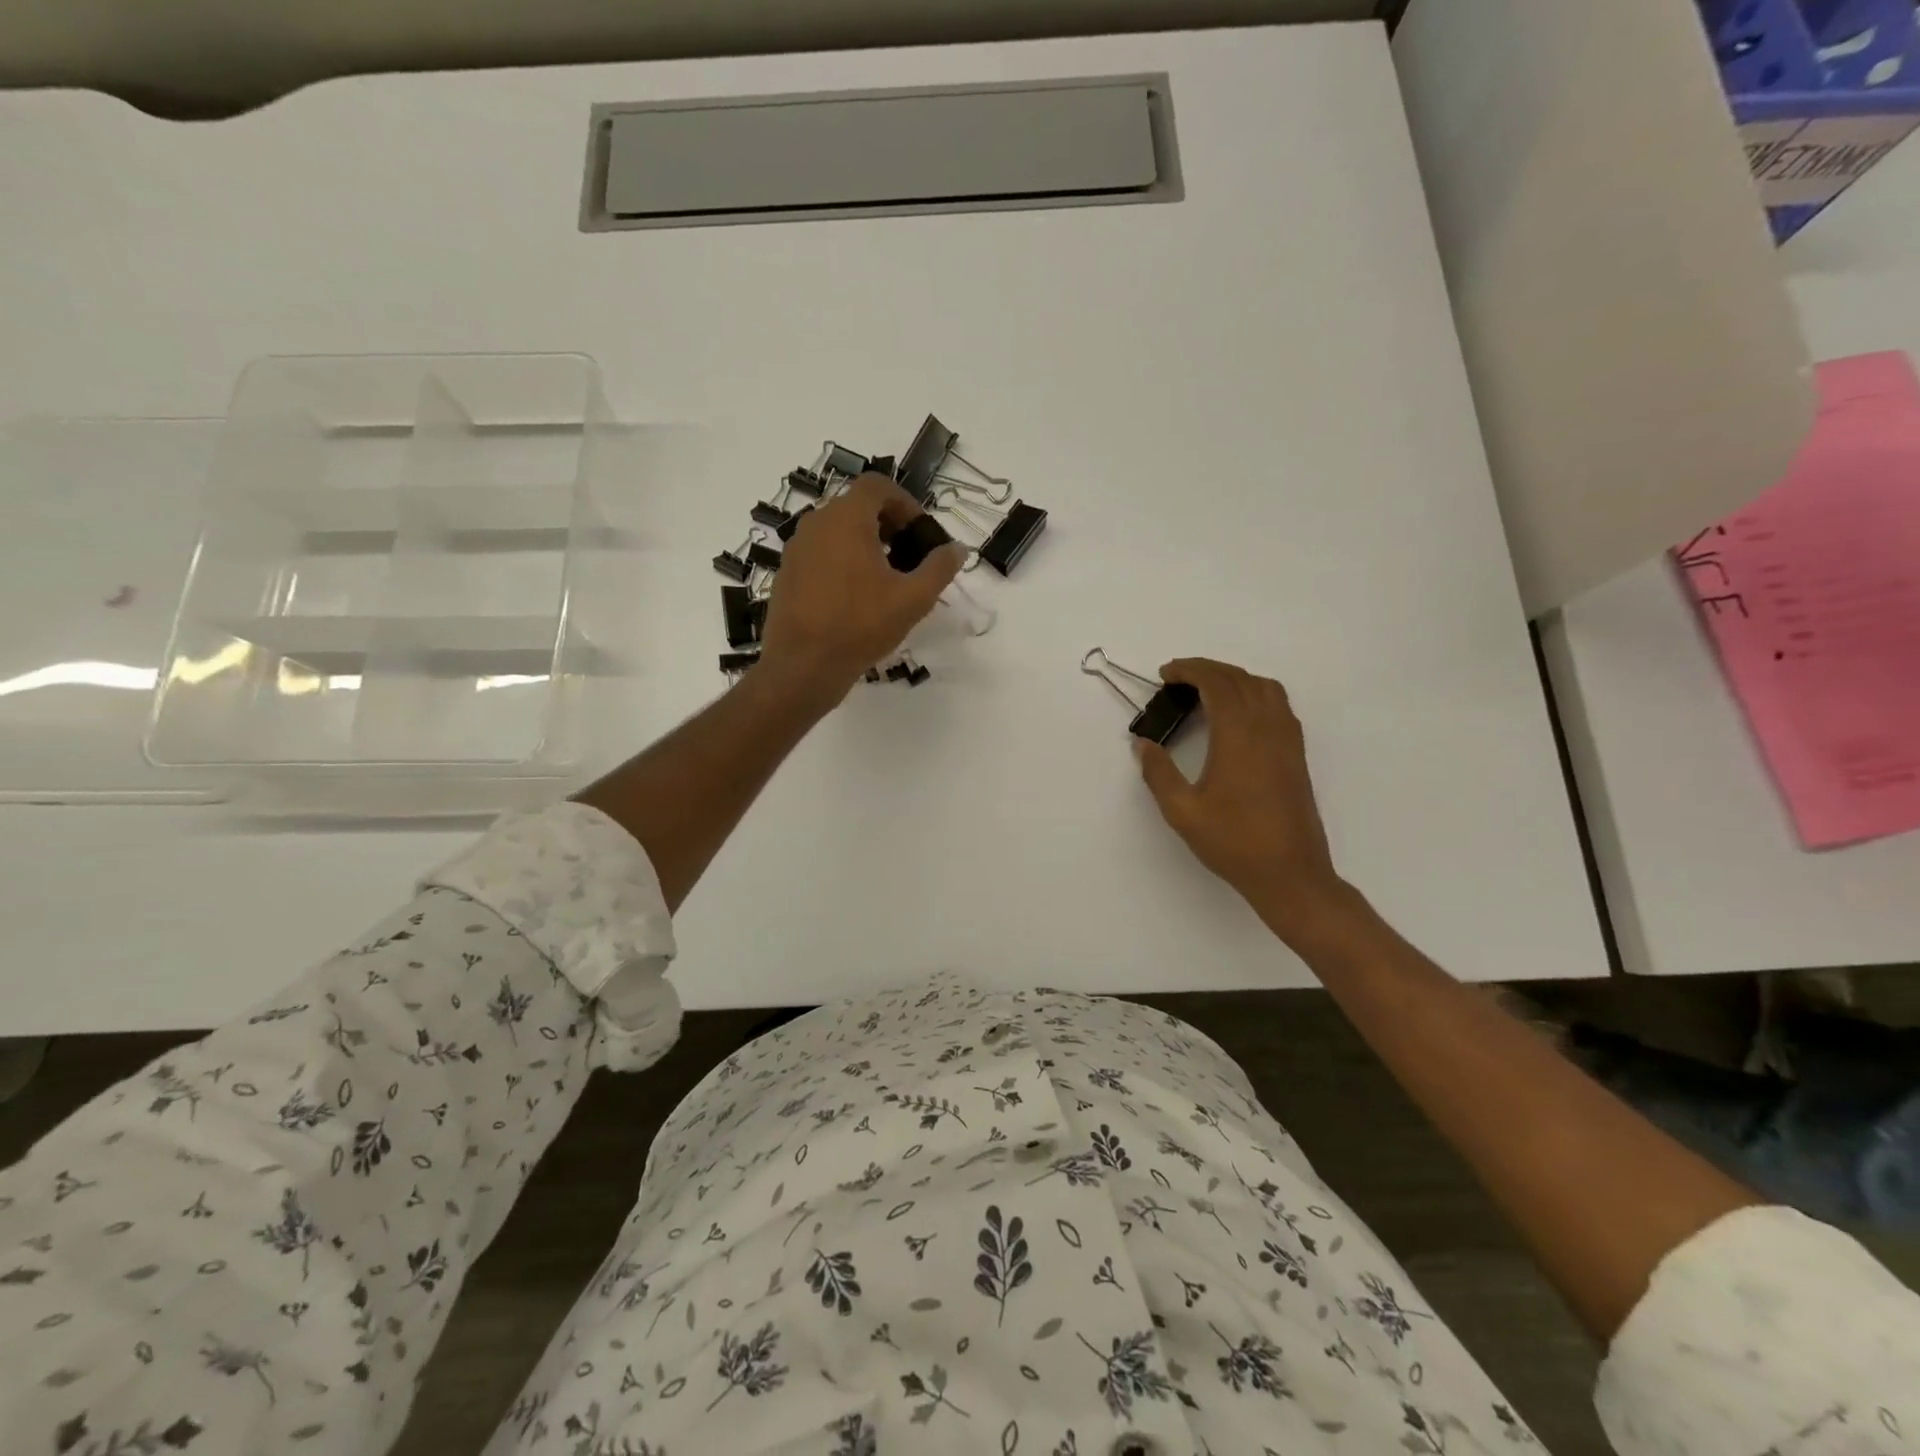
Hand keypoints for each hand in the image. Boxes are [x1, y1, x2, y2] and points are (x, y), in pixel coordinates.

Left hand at [755, 473, 964, 704]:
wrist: (803, 666)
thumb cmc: (861, 625)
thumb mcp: (913, 599)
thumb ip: (939, 568)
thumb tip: (957, 549)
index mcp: (846, 518)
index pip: (878, 486)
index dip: (905, 503)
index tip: (920, 533)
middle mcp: (816, 523)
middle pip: (856, 506)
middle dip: (887, 525)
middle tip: (908, 557)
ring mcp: (796, 548)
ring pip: (836, 531)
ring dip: (864, 544)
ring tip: (884, 579)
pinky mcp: (786, 574)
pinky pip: (819, 554)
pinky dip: (841, 562)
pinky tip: (854, 598)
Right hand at [1134, 658, 1352, 945]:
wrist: (1290, 873)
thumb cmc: (1233, 842)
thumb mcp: (1182, 811)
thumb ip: (1159, 773)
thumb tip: (1143, 744)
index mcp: (1238, 735)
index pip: (1217, 683)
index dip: (1190, 670)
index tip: (1165, 674)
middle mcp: (1267, 727)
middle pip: (1240, 678)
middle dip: (1208, 670)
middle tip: (1178, 679)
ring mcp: (1288, 740)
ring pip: (1265, 688)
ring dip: (1234, 679)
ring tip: (1207, 691)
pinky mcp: (1297, 755)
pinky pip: (1279, 706)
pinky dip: (1255, 694)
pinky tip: (1238, 716)